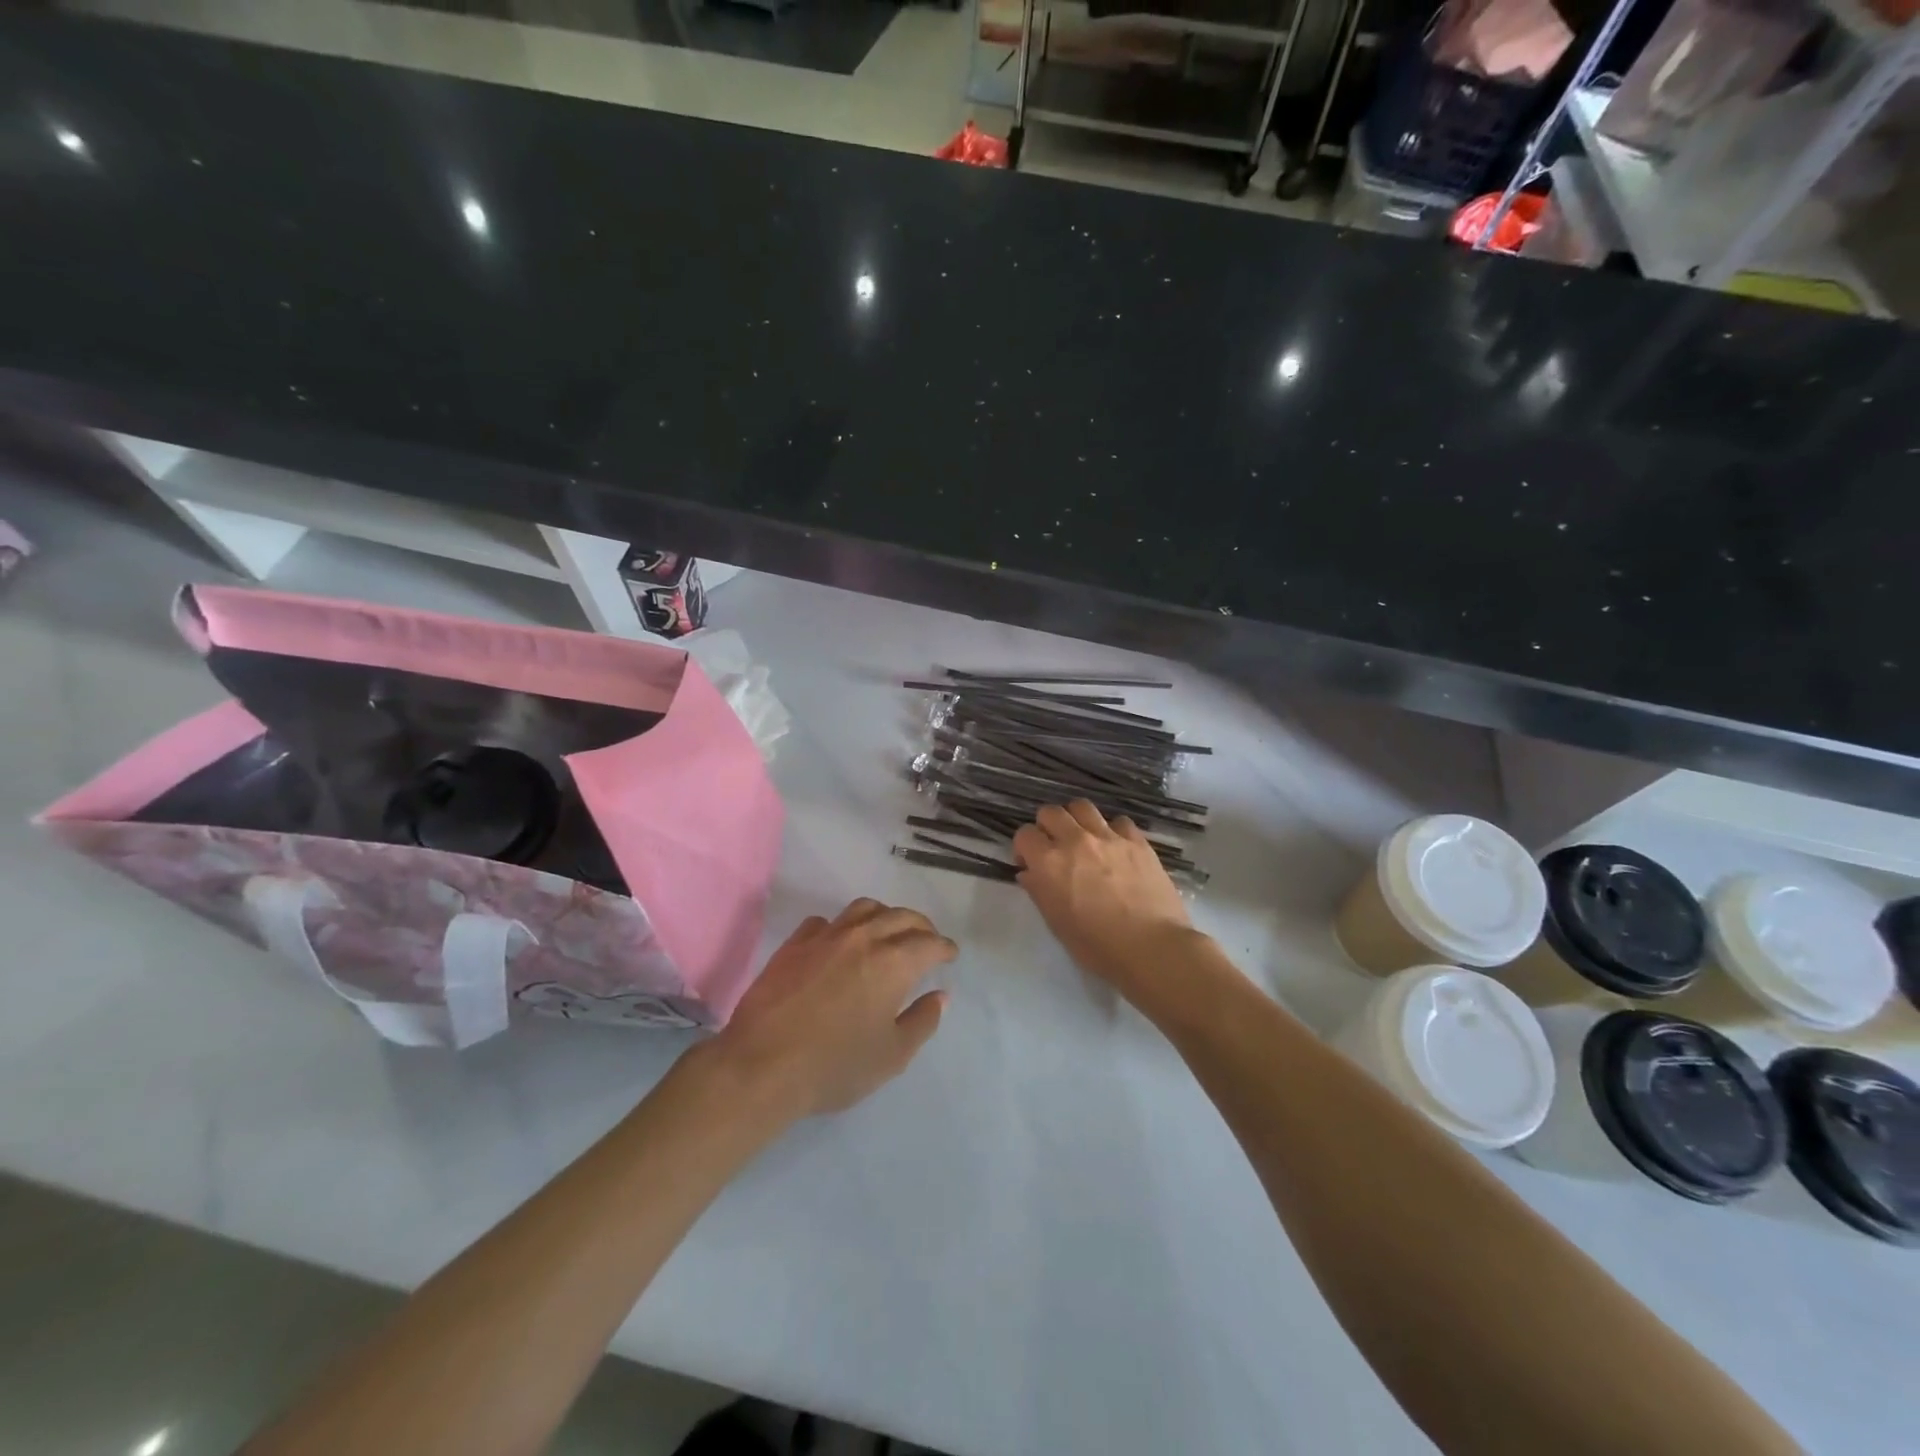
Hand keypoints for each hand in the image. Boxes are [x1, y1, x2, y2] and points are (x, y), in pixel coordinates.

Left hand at [704, 899, 957, 1119]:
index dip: (944, 947)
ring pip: (864, 908)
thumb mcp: (892, 1055)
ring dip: (884, 916)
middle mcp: (864, 938)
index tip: (949, 955)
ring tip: (887, 932)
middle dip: (921, 926)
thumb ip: (922, 1021)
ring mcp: (826, 936)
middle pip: (901, 916)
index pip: (929, 942)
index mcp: (894, 962)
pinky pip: (825, 922)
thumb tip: (940, 995)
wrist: (762, 1065)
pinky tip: (839, 942)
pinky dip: (842, 927)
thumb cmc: (835, 1065)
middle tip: (927, 940)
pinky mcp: (794, 944)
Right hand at [1013, 801, 1193, 988]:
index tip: (1031, 864)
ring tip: (1084, 840)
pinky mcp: (1137, 840)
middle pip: (1051, 812)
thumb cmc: (1097, 946)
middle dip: (1047, 827)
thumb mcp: (1057, 924)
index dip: (1025, 848)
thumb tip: (1030, 873)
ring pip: (1082, 807)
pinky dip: (1112, 831)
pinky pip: (1118, 821)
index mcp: (1049, 863)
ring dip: (1077, 820)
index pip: (1024, 834)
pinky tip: (1116, 849)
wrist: (1152, 948)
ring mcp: (1108, 837)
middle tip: (1056, 849)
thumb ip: (1039, 891)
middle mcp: (1075, 841)